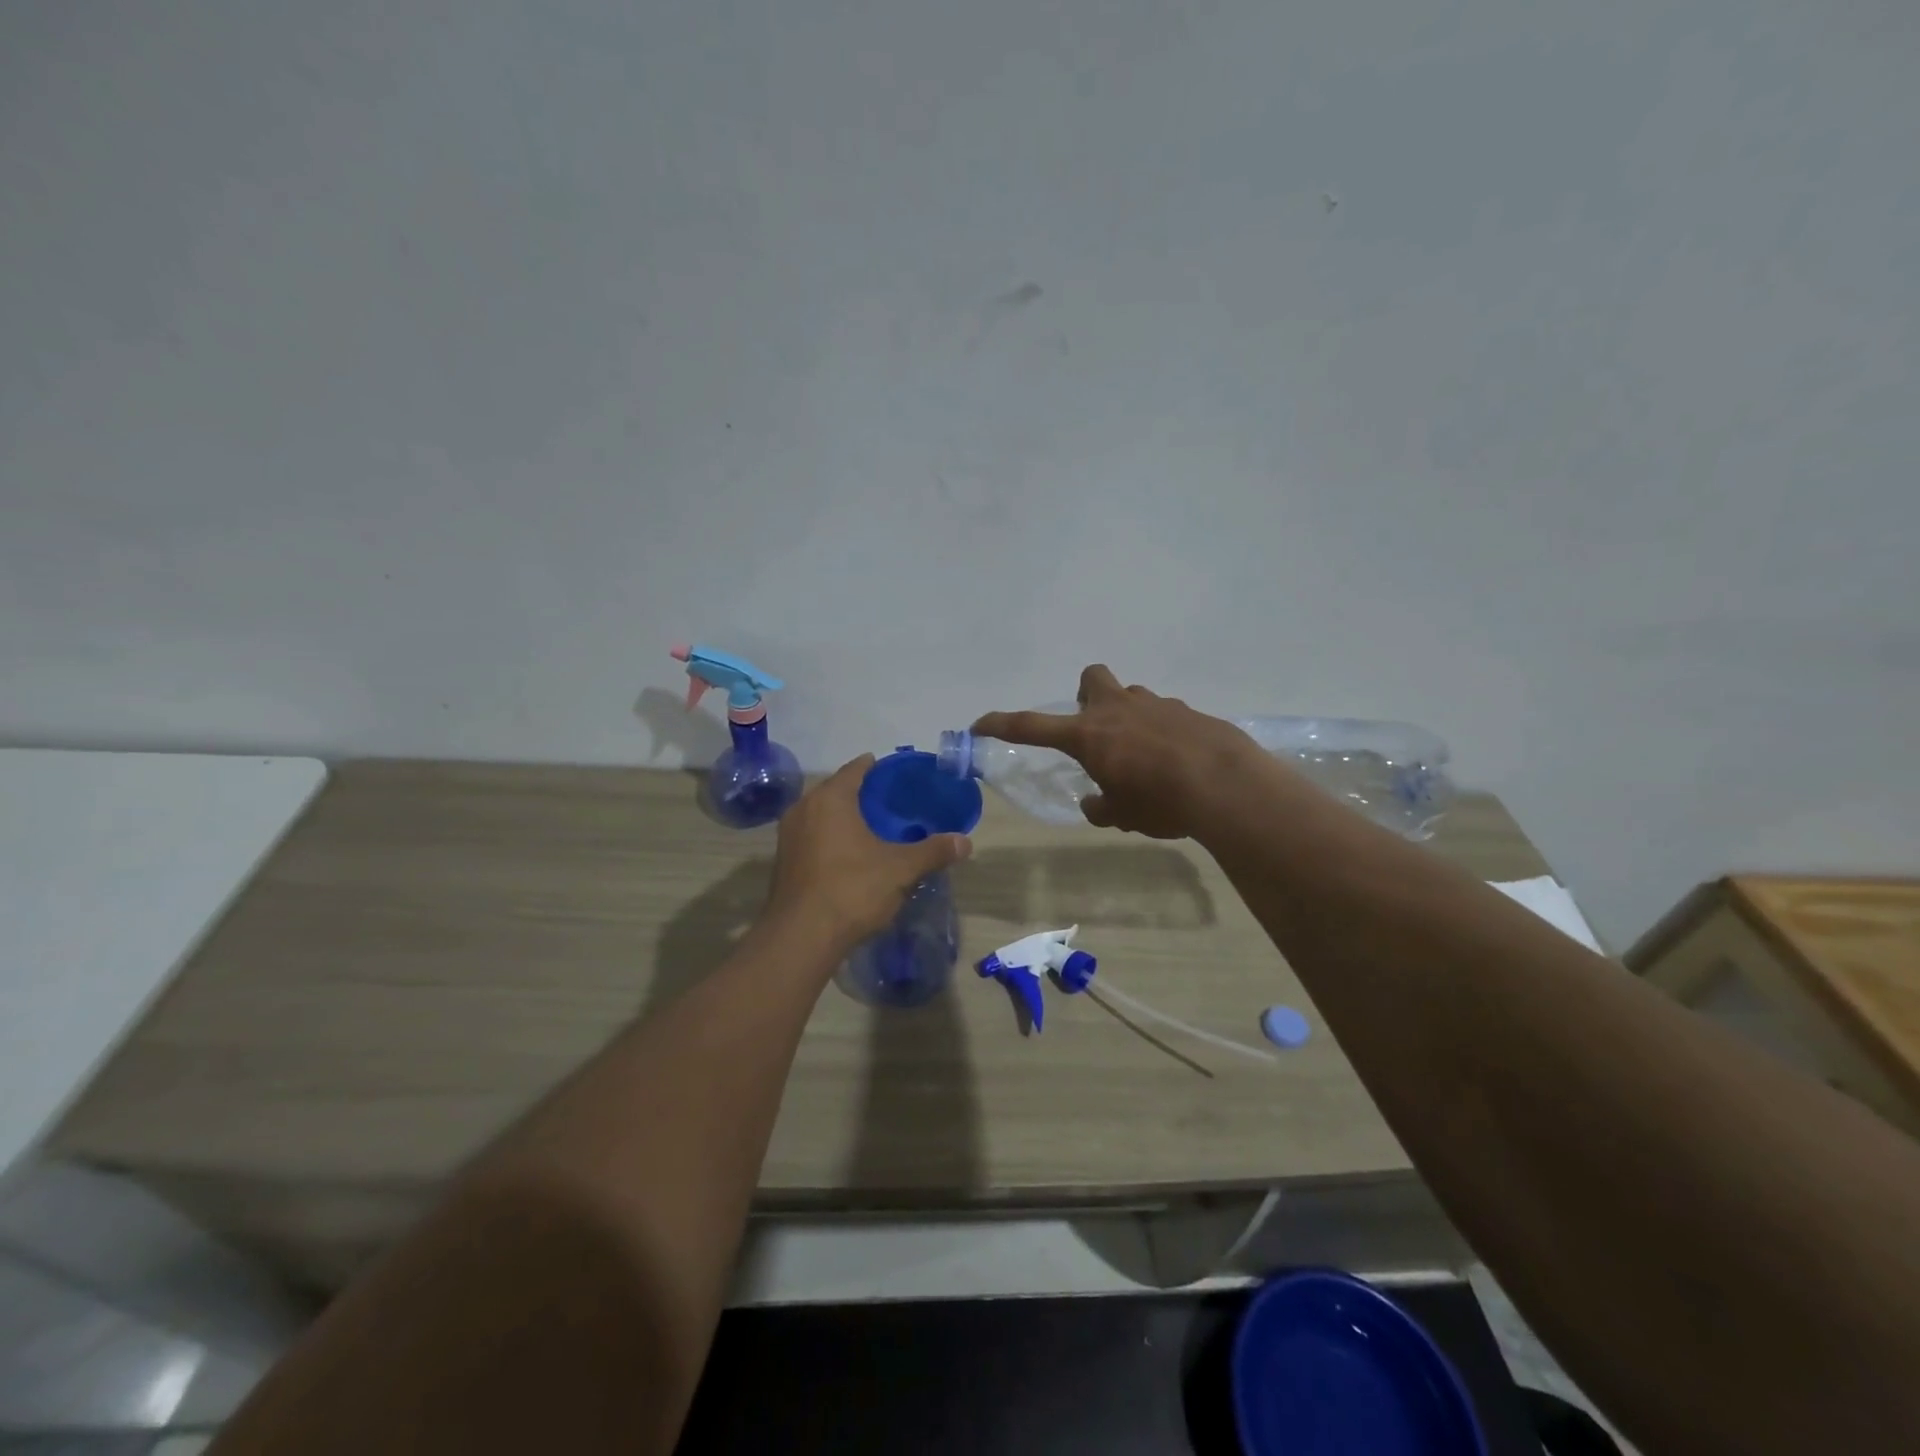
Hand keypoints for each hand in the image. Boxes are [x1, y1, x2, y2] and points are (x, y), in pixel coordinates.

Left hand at [765, 755, 972, 949]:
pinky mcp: (783, 862)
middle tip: (889, 802)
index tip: (892, 771)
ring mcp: (788, 836)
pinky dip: (830, 838)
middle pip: (835, 791)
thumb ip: (933, 851)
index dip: (874, 767)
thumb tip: (965, 842)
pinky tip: (850, 854)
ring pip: (821, 815)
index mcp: (830, 799)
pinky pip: (812, 837)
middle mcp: (803, 809)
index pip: (854, 769)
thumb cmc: (852, 889)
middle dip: (860, 794)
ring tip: (872, 827)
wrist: (801, 937)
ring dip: (843, 817)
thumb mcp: (901, 869)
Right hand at [972, 665, 1260, 838]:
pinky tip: (1177, 762)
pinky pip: (1164, 715)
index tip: (980, 725)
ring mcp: (1156, 705)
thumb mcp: (1122, 816)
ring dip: (1128, 719)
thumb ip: (1101, 806)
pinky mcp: (1188, 712)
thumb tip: (1096, 803)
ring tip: (1144, 757)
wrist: (1227, 785)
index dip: (1001, 724)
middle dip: (1086, 696)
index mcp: (1089, 735)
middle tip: (1096, 730)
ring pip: (1131, 697)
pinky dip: (1162, 733)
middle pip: (1090, 679)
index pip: (1031, 726)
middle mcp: (1117, 710)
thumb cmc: (1161, 802)